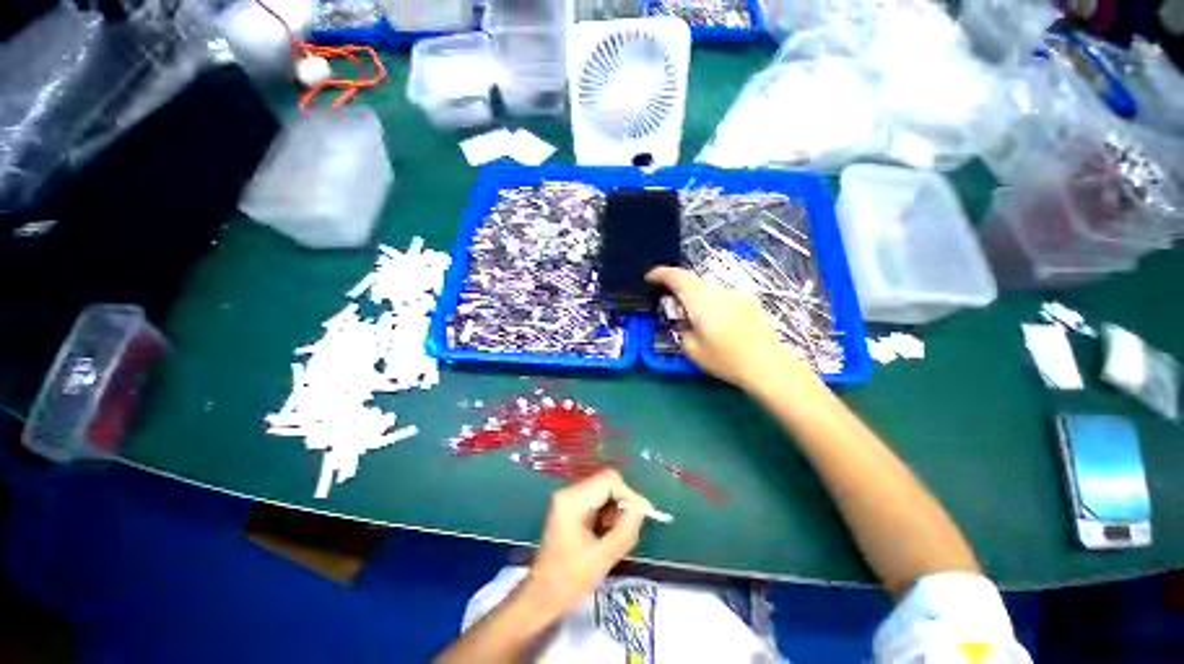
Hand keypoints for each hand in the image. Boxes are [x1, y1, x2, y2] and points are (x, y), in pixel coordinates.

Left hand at [521, 470, 653, 619]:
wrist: (541, 597)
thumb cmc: (569, 580)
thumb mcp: (602, 558)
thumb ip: (625, 530)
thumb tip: (642, 508)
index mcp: (572, 500)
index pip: (609, 481)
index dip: (629, 495)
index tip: (645, 514)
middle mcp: (569, 492)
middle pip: (605, 482)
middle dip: (622, 501)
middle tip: (630, 526)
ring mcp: (568, 498)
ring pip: (603, 490)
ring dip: (615, 508)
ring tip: (616, 534)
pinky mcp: (570, 507)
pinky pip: (596, 499)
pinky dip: (607, 512)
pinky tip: (606, 533)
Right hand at [647, 266, 812, 388]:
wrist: (767, 365)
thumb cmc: (726, 359)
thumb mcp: (692, 350)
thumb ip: (682, 331)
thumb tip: (683, 323)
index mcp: (700, 300)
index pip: (677, 277)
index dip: (661, 273)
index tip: (650, 278)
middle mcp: (717, 291)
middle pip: (692, 279)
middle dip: (677, 285)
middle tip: (669, 301)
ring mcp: (735, 294)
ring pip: (707, 288)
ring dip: (695, 295)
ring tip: (693, 316)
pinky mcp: (748, 302)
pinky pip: (721, 296)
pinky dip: (711, 302)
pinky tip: (716, 321)